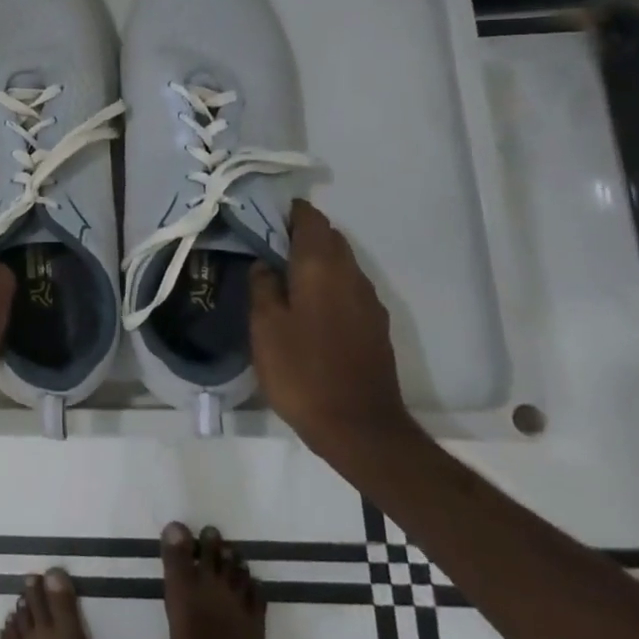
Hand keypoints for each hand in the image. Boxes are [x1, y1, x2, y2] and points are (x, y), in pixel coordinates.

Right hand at [250, 200, 412, 459]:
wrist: (360, 428)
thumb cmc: (302, 371)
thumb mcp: (265, 326)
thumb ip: (263, 286)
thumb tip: (265, 262)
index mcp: (321, 267)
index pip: (311, 219)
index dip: (288, 211)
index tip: (263, 215)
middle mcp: (351, 275)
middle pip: (329, 237)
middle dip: (301, 233)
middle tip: (267, 244)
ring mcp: (369, 301)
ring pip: (341, 262)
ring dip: (316, 259)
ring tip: (283, 273)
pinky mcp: (375, 325)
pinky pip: (348, 287)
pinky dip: (328, 282)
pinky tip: (307, 303)